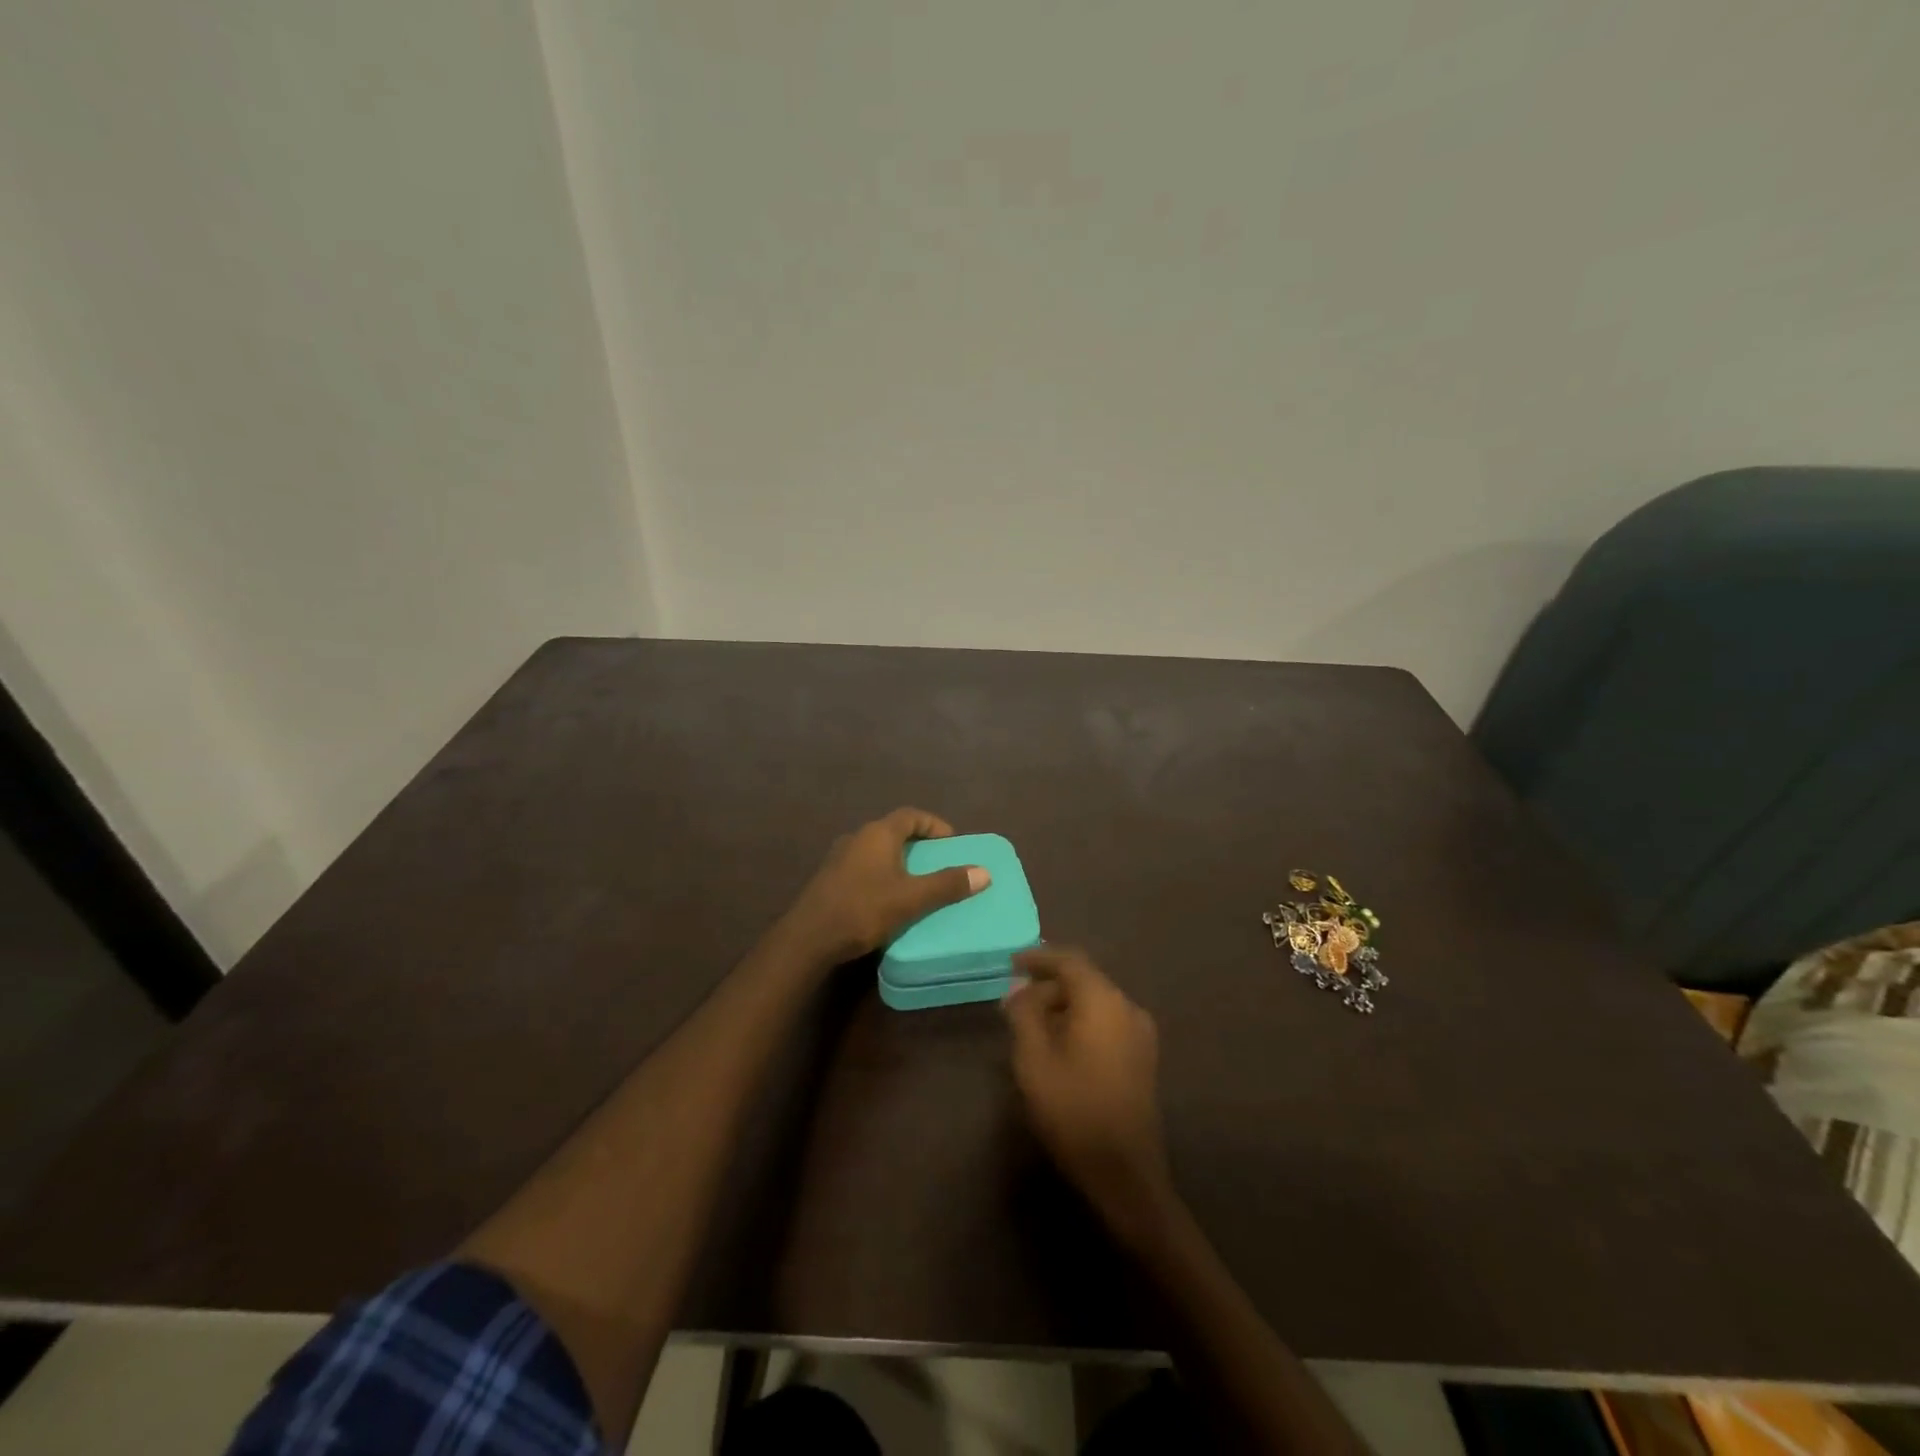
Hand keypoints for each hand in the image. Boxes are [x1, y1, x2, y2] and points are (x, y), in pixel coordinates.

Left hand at [782, 808, 988, 965]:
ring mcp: (839, 858)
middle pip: (894, 831)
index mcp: (878, 834)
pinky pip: (864, 868)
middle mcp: (857, 837)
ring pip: (878, 851)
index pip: (911, 815)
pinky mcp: (830, 879)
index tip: (952, 842)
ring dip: (899, 861)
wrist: (808, 938)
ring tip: (918, 883)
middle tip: (939, 863)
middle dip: (919, 845)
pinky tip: (888, 899)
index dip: (934, 824)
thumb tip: (984, 872)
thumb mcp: (911, 899)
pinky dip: (882, 875)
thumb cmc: (862, 909)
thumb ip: (947, 884)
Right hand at [1003, 947, 1174, 1245]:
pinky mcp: (1142, 1057)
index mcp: (1103, 1001)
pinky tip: (1059, 1045)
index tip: (1012, 963)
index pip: (1070, 961)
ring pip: (1095, 1002)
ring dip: (1063, 1006)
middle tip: (1015, 1003)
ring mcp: (1140, 1033)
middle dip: (1048, 986)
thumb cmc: (1073, 1109)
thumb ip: (1024, 1014)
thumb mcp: (1034, 1059)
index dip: (1039, 958)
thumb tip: (1020, 988)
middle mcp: (1127, 1007)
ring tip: (1031, 1025)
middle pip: (1084, 980)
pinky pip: (1106, 1022)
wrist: (1125, 1172)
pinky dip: (1080, 1022)